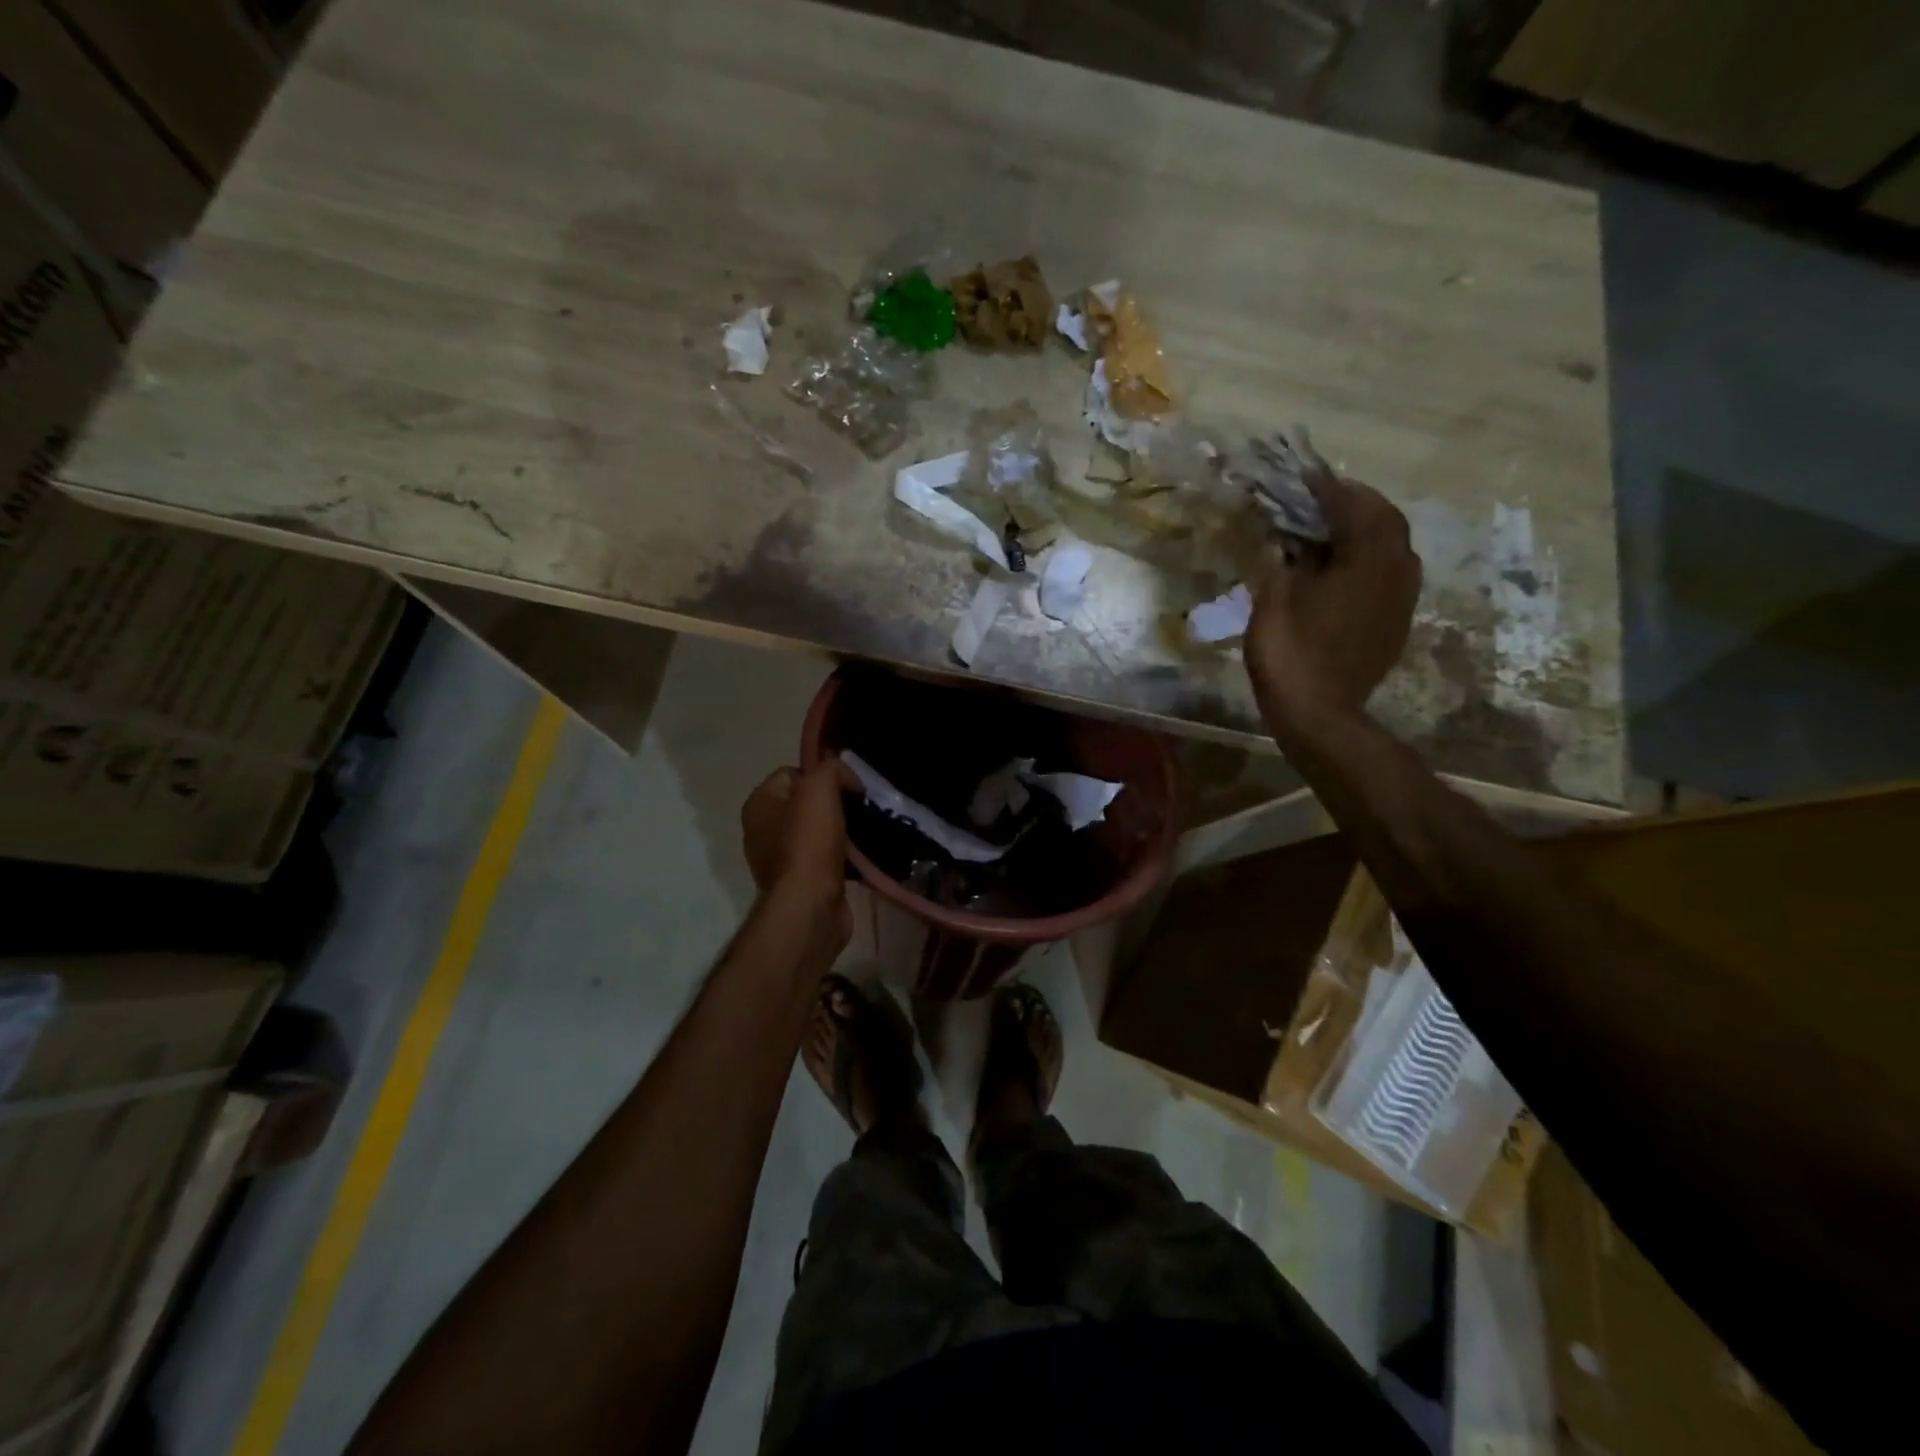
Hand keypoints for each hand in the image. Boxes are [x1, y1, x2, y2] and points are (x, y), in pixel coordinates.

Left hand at [741, 759, 857, 929]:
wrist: (809, 905)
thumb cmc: (808, 841)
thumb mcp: (819, 788)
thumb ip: (831, 769)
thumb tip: (846, 780)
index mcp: (759, 803)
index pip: (794, 773)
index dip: (823, 775)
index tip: (850, 788)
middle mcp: (762, 829)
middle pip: (807, 803)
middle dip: (835, 804)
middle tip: (859, 810)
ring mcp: (779, 859)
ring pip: (818, 831)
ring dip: (841, 831)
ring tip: (864, 833)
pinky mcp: (799, 882)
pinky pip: (824, 858)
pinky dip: (842, 856)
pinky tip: (859, 857)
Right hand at [1247, 473, 1420, 733]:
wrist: (1319, 714)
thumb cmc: (1290, 652)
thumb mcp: (1272, 598)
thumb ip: (1281, 559)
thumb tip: (1284, 537)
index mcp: (1366, 558)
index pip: (1353, 505)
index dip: (1327, 488)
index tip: (1305, 475)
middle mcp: (1396, 570)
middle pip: (1385, 520)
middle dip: (1355, 503)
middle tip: (1322, 499)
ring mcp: (1401, 599)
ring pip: (1393, 547)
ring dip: (1366, 531)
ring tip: (1332, 530)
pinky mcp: (1395, 623)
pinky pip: (1389, 575)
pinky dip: (1369, 560)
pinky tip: (1343, 569)